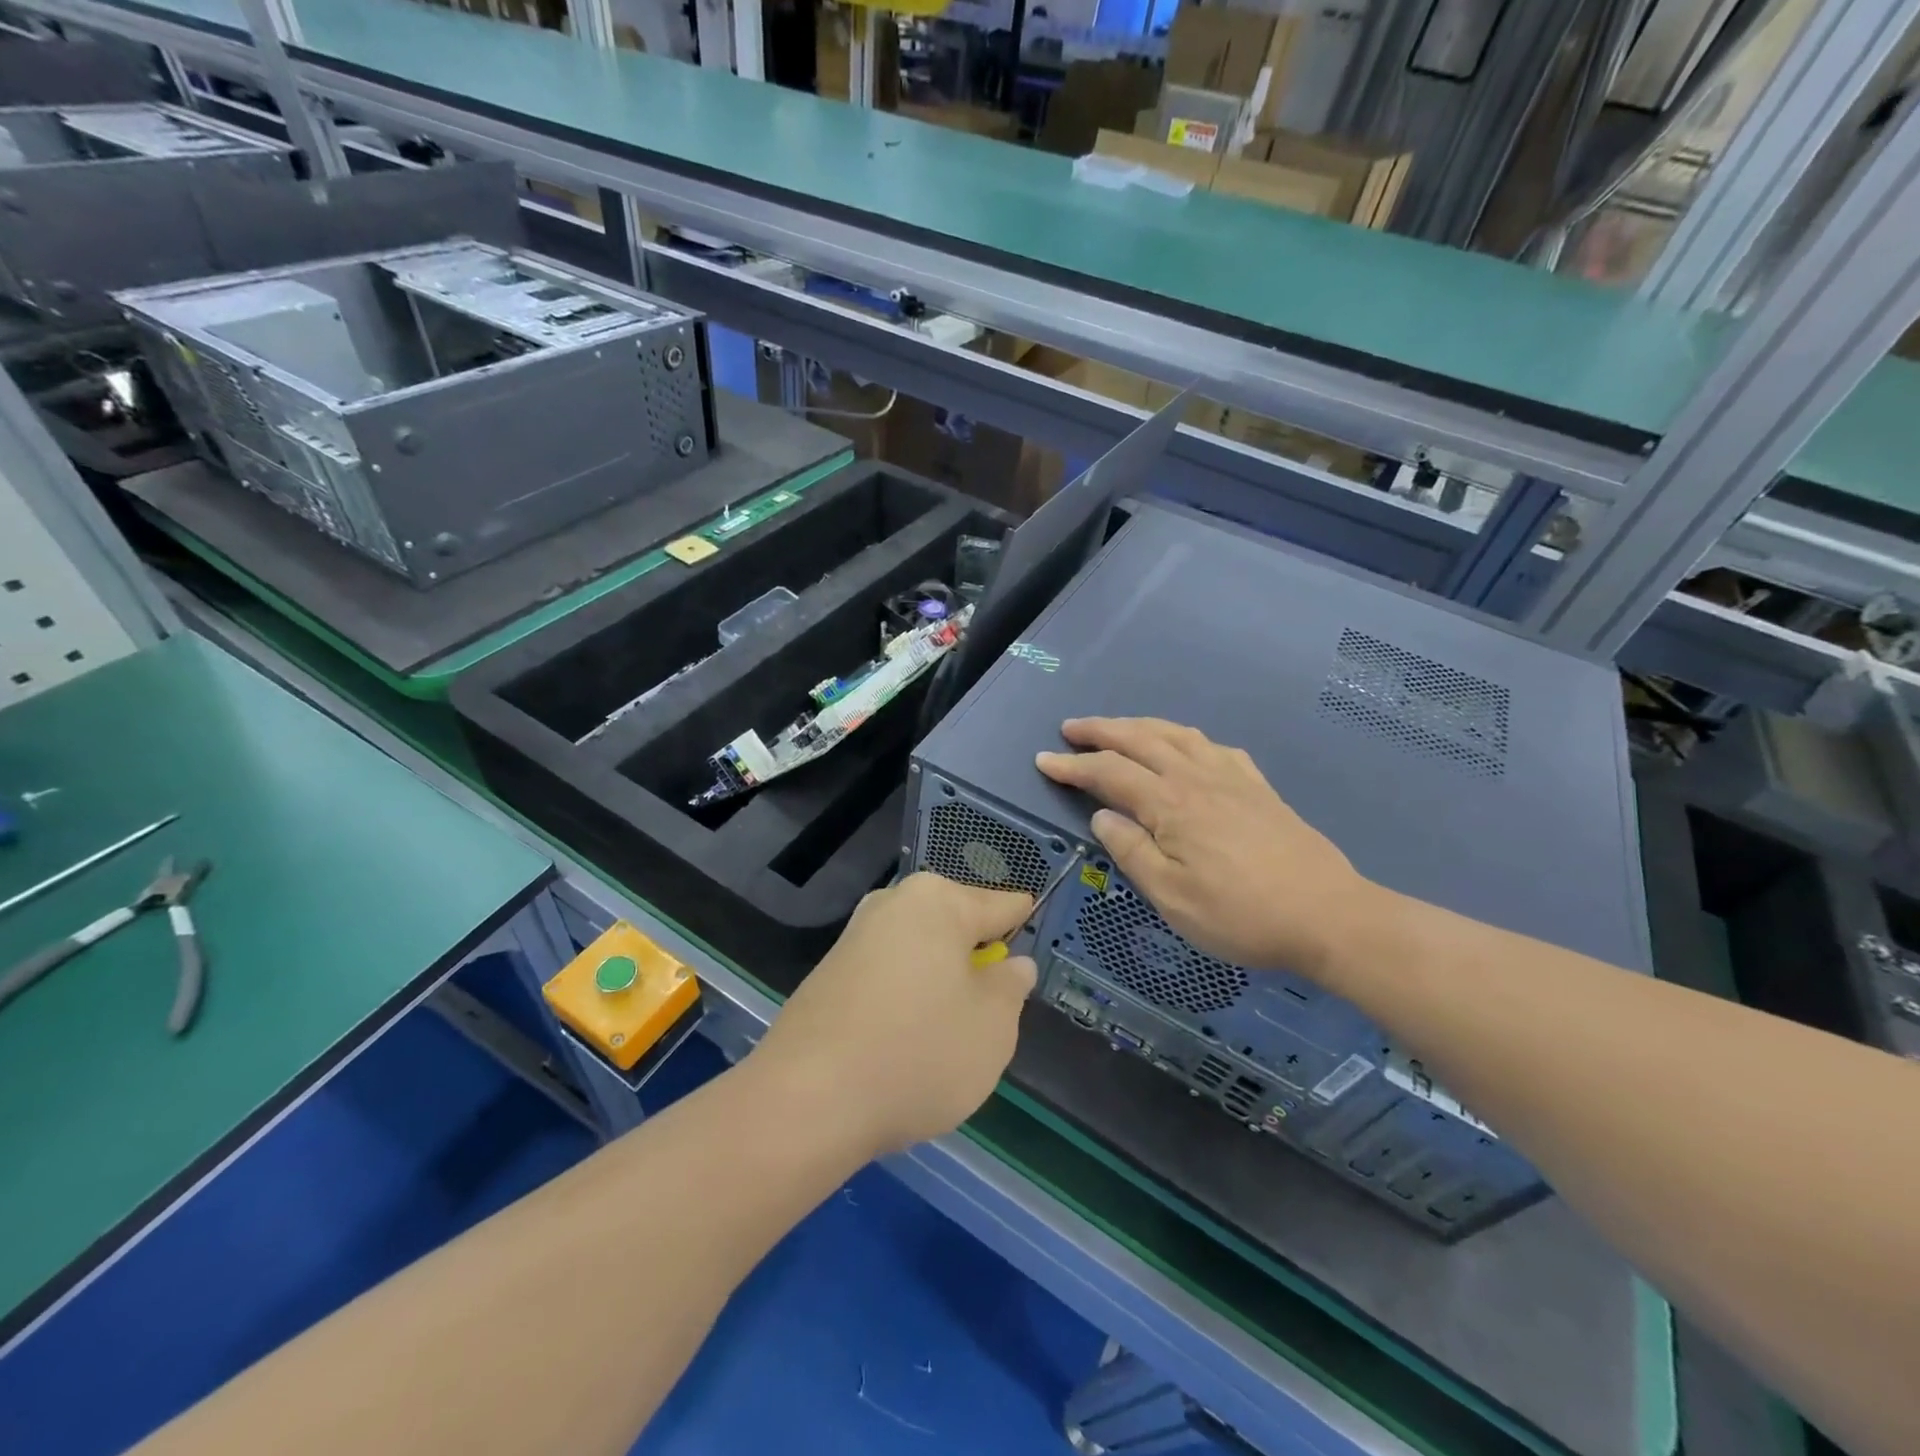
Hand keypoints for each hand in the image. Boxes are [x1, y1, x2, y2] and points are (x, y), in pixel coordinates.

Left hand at [751, 873, 1035, 1159]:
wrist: (807, 1100)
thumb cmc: (918, 1053)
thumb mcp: (992, 1026)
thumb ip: (1011, 987)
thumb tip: (1012, 965)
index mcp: (938, 901)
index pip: (1002, 905)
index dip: (1023, 930)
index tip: (1033, 956)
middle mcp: (893, 904)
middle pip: (956, 927)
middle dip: (976, 962)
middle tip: (987, 1015)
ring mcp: (855, 937)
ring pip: (921, 954)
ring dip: (940, 986)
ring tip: (943, 1040)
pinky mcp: (829, 973)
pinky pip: (888, 978)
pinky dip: (904, 1002)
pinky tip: (902, 1047)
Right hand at [1037, 717, 1370, 975]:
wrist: (1328, 915)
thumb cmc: (1241, 915)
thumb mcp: (1172, 897)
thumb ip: (1132, 852)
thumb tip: (1102, 817)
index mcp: (1171, 804)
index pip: (1109, 773)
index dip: (1073, 765)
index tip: (1043, 760)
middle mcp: (1197, 778)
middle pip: (1140, 740)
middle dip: (1101, 730)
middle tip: (1071, 728)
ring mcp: (1232, 778)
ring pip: (1177, 735)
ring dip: (1140, 726)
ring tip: (1118, 728)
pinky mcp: (1259, 787)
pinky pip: (1214, 746)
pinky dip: (1186, 738)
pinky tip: (1186, 747)